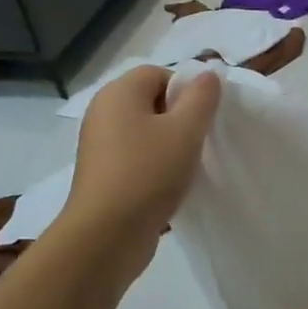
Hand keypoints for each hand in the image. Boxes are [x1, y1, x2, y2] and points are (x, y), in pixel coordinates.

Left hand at [59, 65, 221, 278]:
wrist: (107, 235)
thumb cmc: (148, 173)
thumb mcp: (186, 130)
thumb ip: (201, 98)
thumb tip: (208, 75)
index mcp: (119, 93)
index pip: (159, 73)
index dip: (186, 90)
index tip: (204, 118)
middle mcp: (103, 113)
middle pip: (152, 101)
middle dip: (180, 118)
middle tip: (201, 141)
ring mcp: (100, 145)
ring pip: (146, 132)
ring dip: (170, 145)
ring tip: (189, 166)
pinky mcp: (103, 174)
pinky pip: (137, 157)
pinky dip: (156, 166)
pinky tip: (172, 185)